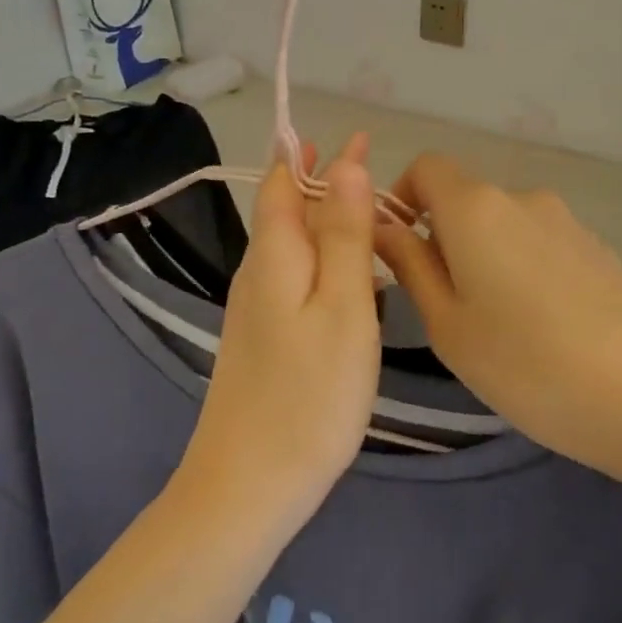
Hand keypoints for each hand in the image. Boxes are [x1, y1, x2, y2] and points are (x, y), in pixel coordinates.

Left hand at [179, 137, 382, 513]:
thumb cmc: (309, 394)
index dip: (316, 155)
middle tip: (372, 166)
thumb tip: (345, 165)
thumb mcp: (342, 307)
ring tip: (372, 214)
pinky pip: (295, 278)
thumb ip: (344, 235)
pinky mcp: (263, 339)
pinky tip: (351, 277)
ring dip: (327, 221)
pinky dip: (324, 260)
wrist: (250, 484)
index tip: (358, 138)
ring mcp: (256, 309)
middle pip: (289, 211)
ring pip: (293, 246)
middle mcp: (258, 272)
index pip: (287, 182)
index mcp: (275, 254)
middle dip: (325, 182)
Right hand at [373, 154, 621, 482]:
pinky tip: (545, 326)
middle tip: (448, 307)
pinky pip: (541, 243)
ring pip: (503, 225)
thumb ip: (409, 265)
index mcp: (475, 208)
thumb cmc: (525, 364)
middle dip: (443, 238)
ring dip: (485, 256)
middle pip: (465, 198)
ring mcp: (566, 221)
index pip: (425, 167)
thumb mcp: (447, 323)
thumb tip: (383, 227)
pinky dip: (524, 268)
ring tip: (500, 326)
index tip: (401, 250)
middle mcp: (521, 198)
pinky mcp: (598, 247)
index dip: (403, 198)